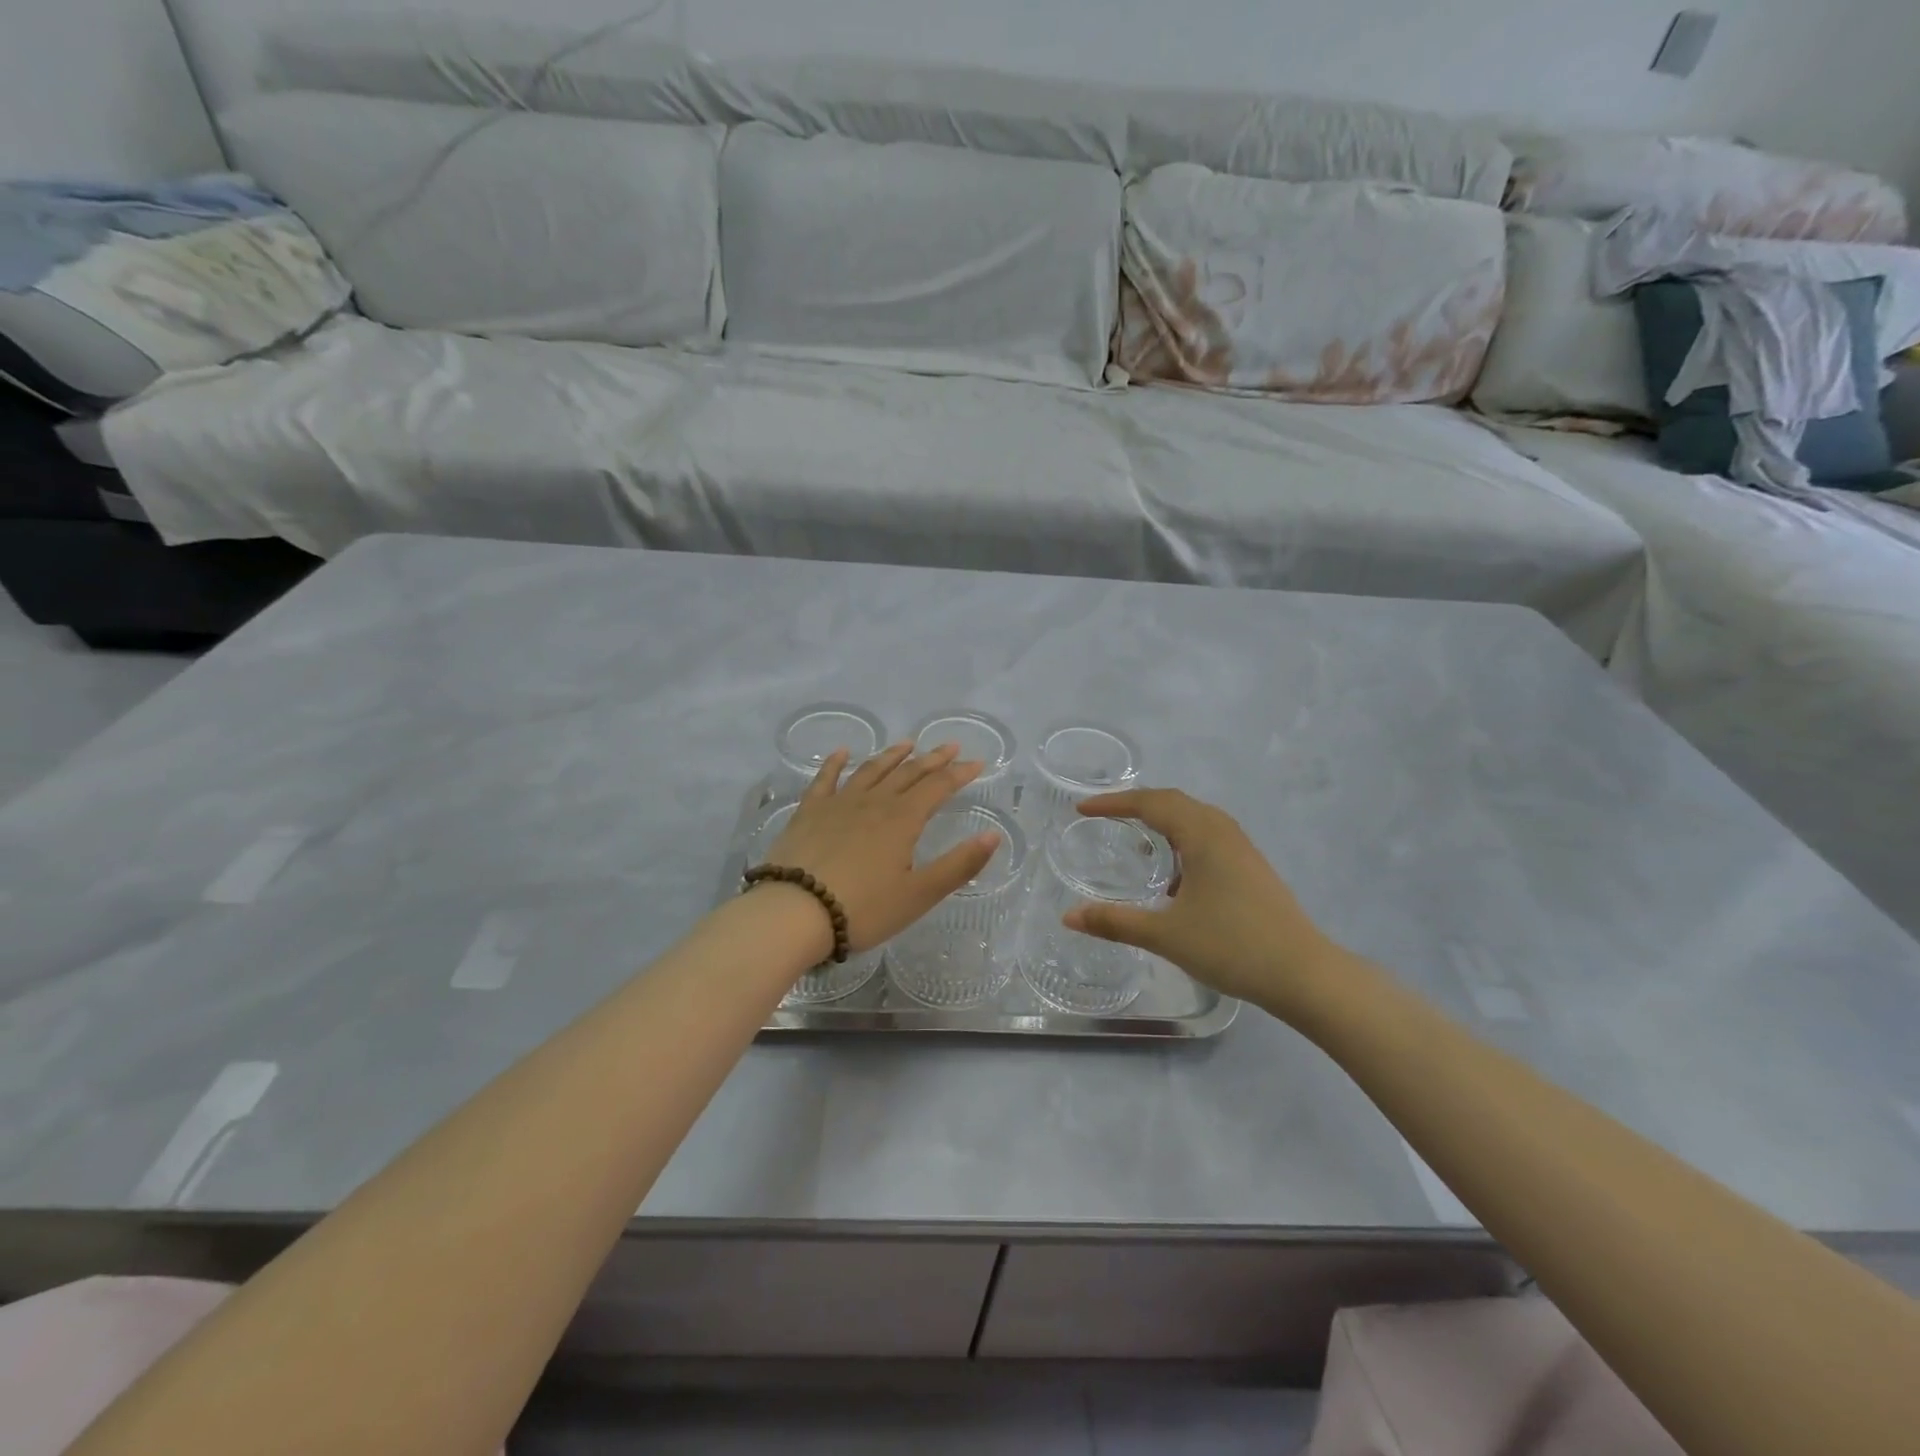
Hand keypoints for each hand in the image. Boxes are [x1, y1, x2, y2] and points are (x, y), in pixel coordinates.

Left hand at [763, 742, 1001, 952]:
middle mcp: (874, 802)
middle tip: (949, 746)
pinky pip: (825, 779)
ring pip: (871, 770)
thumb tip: (993, 835)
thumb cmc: (863, 909)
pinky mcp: (809, 812)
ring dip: (891, 756)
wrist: (794, 912)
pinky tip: (842, 752)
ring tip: (907, 744)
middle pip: (908, 773)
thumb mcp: (919, 894)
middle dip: (932, 759)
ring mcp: (838, 804)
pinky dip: (836, 763)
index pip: (938, 787)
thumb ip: (959, 865)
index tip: (976, 763)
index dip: (959, 773)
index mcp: (903, 820)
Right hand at [1062, 788, 1345, 1019]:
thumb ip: (1115, 922)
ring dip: (1164, 820)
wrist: (1303, 973)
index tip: (1082, 809)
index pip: (1150, 803)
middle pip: (1174, 802)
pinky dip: (1183, 840)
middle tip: (1105, 816)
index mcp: (1202, 835)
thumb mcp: (1166, 935)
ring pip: (1196, 819)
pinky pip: (1209, 837)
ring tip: (1137, 840)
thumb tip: (1068, 917)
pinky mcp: (1253, 868)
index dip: (1113, 803)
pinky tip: (1175, 877)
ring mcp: (1243, 849)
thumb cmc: (1232, 946)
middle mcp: (1223, 832)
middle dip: (1137, 804)